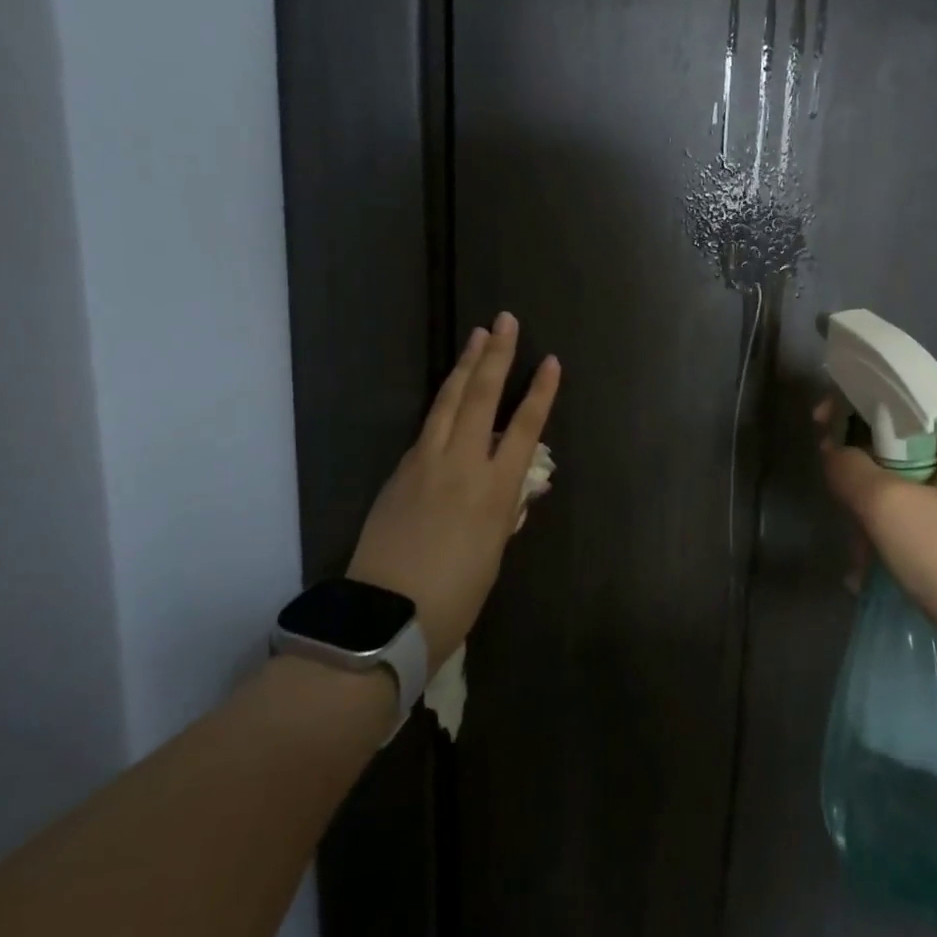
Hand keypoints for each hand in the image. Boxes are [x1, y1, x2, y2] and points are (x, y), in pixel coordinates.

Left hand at [348, 314, 560, 670]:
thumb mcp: (493, 554)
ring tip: (477, 336)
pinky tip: (450, 394)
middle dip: (497, 356)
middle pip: (482, 398)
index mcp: (495, 491)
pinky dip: (444, 404)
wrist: (386, 615)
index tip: (551, 361)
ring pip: (449, 402)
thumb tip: (516, 489)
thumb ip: (505, 514)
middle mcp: (462, 465)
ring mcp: (425, 463)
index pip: (524, 428)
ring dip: (465, 366)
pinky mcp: (400, 471)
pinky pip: (428, 427)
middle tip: (505, 321)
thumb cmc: (455, 596)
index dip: (540, 393)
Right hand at [817, 407, 936, 671]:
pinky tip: (878, 572)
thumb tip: (836, 453)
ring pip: (912, 485)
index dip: (852, 409)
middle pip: (902, 444)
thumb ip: (849, 468)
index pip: (901, 399)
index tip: (818, 432)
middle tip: (846, 518)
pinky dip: (900, 536)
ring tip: (861, 562)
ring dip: (877, 517)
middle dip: (864, 480)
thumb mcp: (889, 509)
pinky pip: (930, 516)